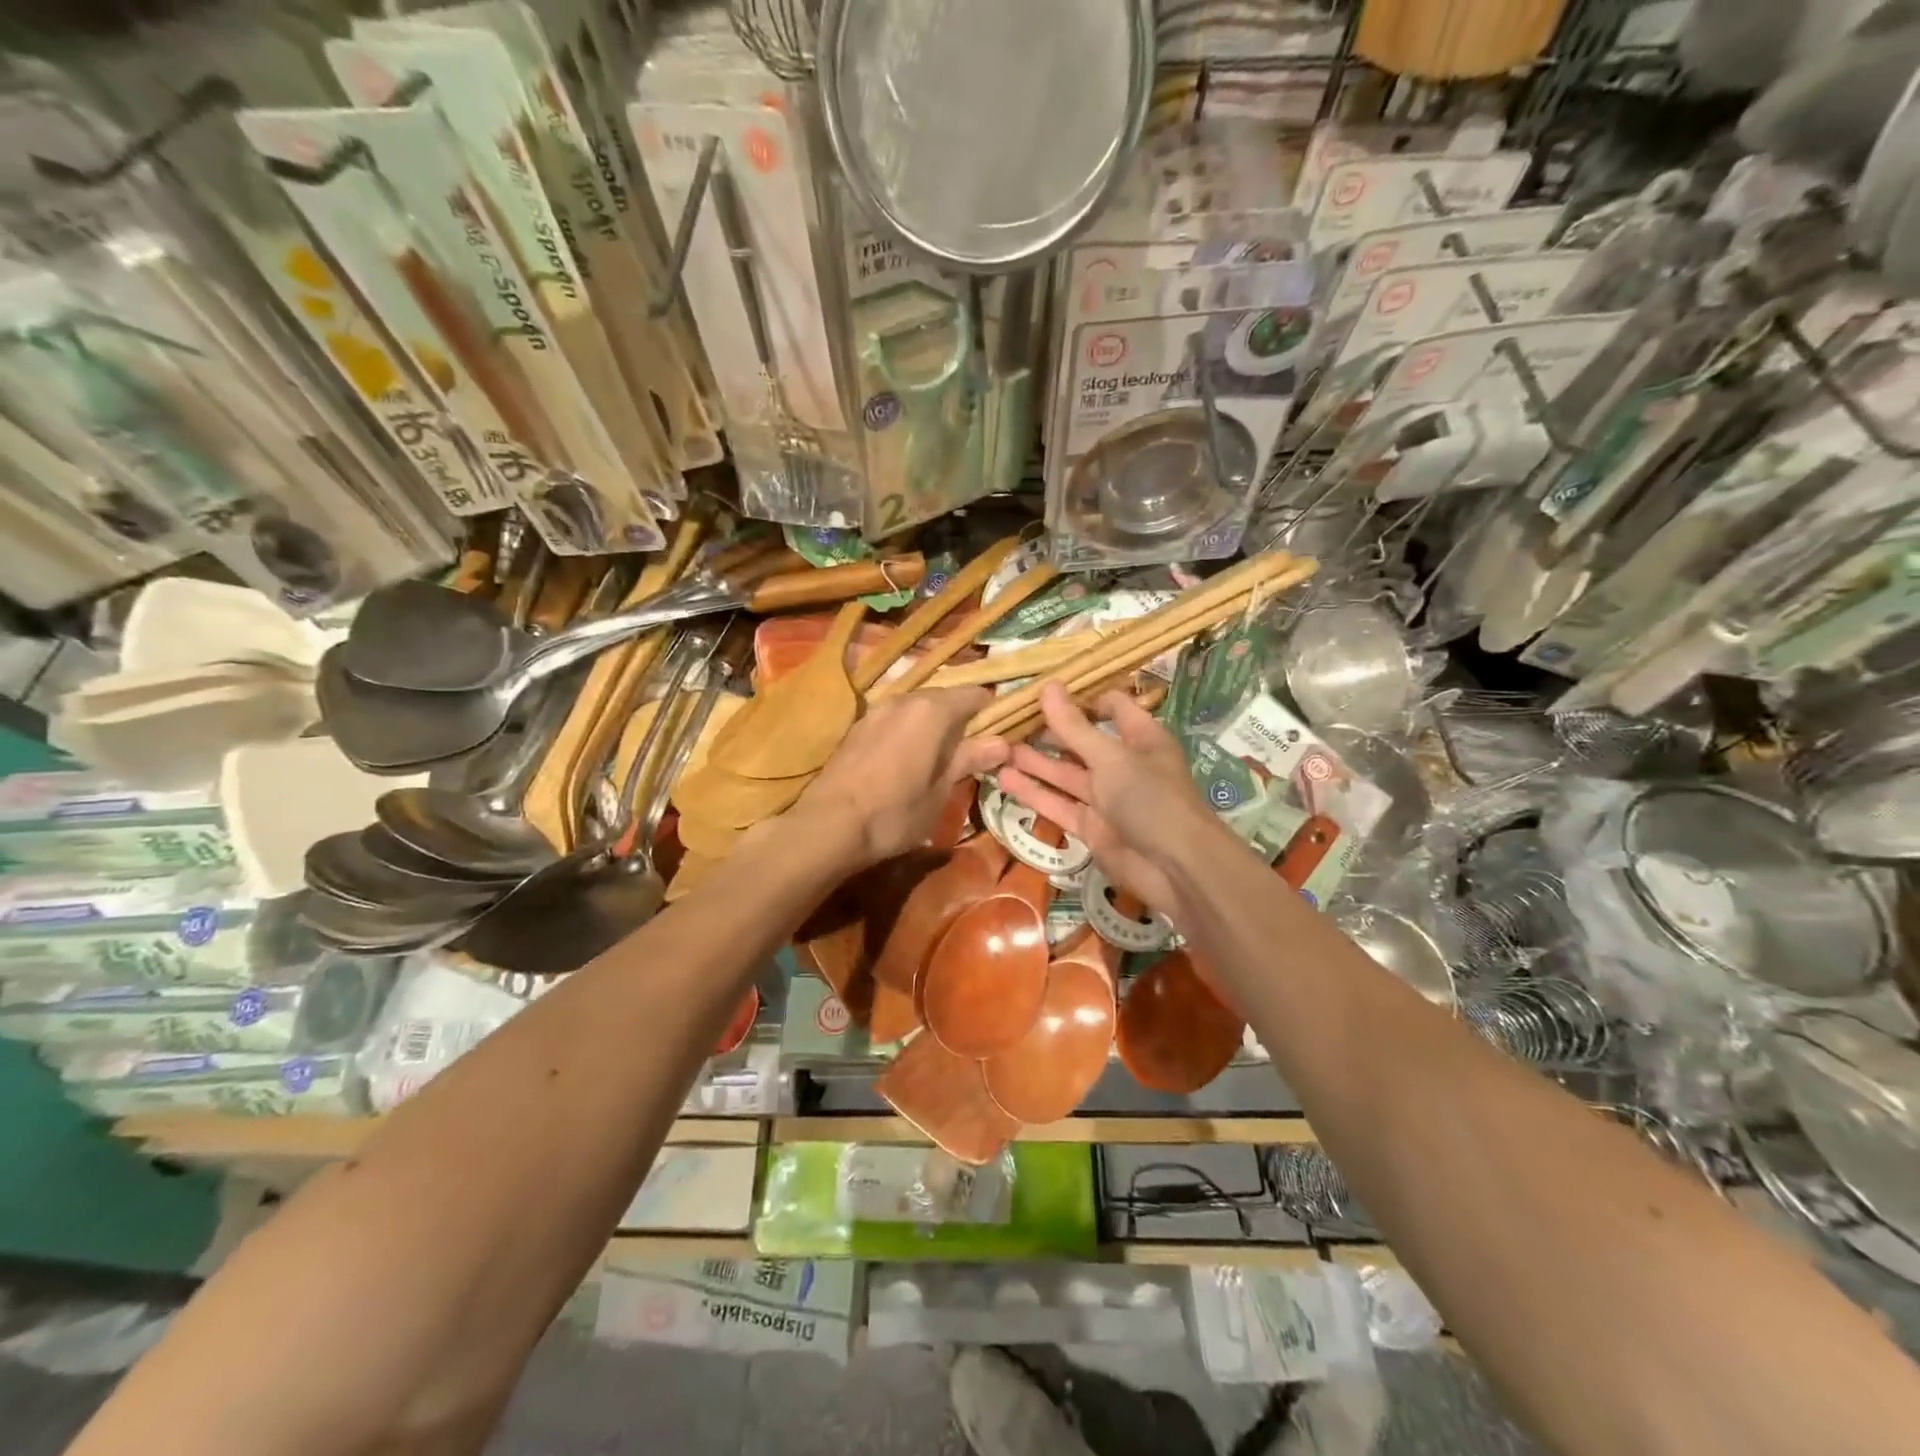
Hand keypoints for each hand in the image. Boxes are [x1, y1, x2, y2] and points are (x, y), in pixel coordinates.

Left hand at [792, 686, 1008, 867]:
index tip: (998, 734)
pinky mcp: (856, 728)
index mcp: (932, 710)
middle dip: (960, 720)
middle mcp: (904, 699)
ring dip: (931, 726)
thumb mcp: (941, 791)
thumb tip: (1002, 742)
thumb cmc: (894, 812)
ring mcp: (876, 711)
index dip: (990, 712)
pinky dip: (906, 733)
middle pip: (943, 699)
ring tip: (938, 759)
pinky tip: (906, 761)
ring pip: (915, 709)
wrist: (828, 825)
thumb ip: (969, 760)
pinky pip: (893, 721)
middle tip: (971, 752)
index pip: (974, 694)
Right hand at [998, 682, 1216, 915]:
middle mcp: (1122, 764)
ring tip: (995, 749)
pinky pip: (1059, 805)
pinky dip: (1034, 794)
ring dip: (1033, 763)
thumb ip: (1074, 726)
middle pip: (1079, 742)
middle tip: (1006, 721)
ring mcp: (1106, 798)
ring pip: (1064, 775)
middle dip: (1046, 732)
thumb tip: (1047, 686)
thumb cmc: (1150, 798)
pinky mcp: (1091, 827)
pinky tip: (1004, 781)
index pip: (1110, 707)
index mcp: (1139, 737)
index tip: (1042, 692)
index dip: (1079, 699)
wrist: (1174, 867)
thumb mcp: (1110, 756)